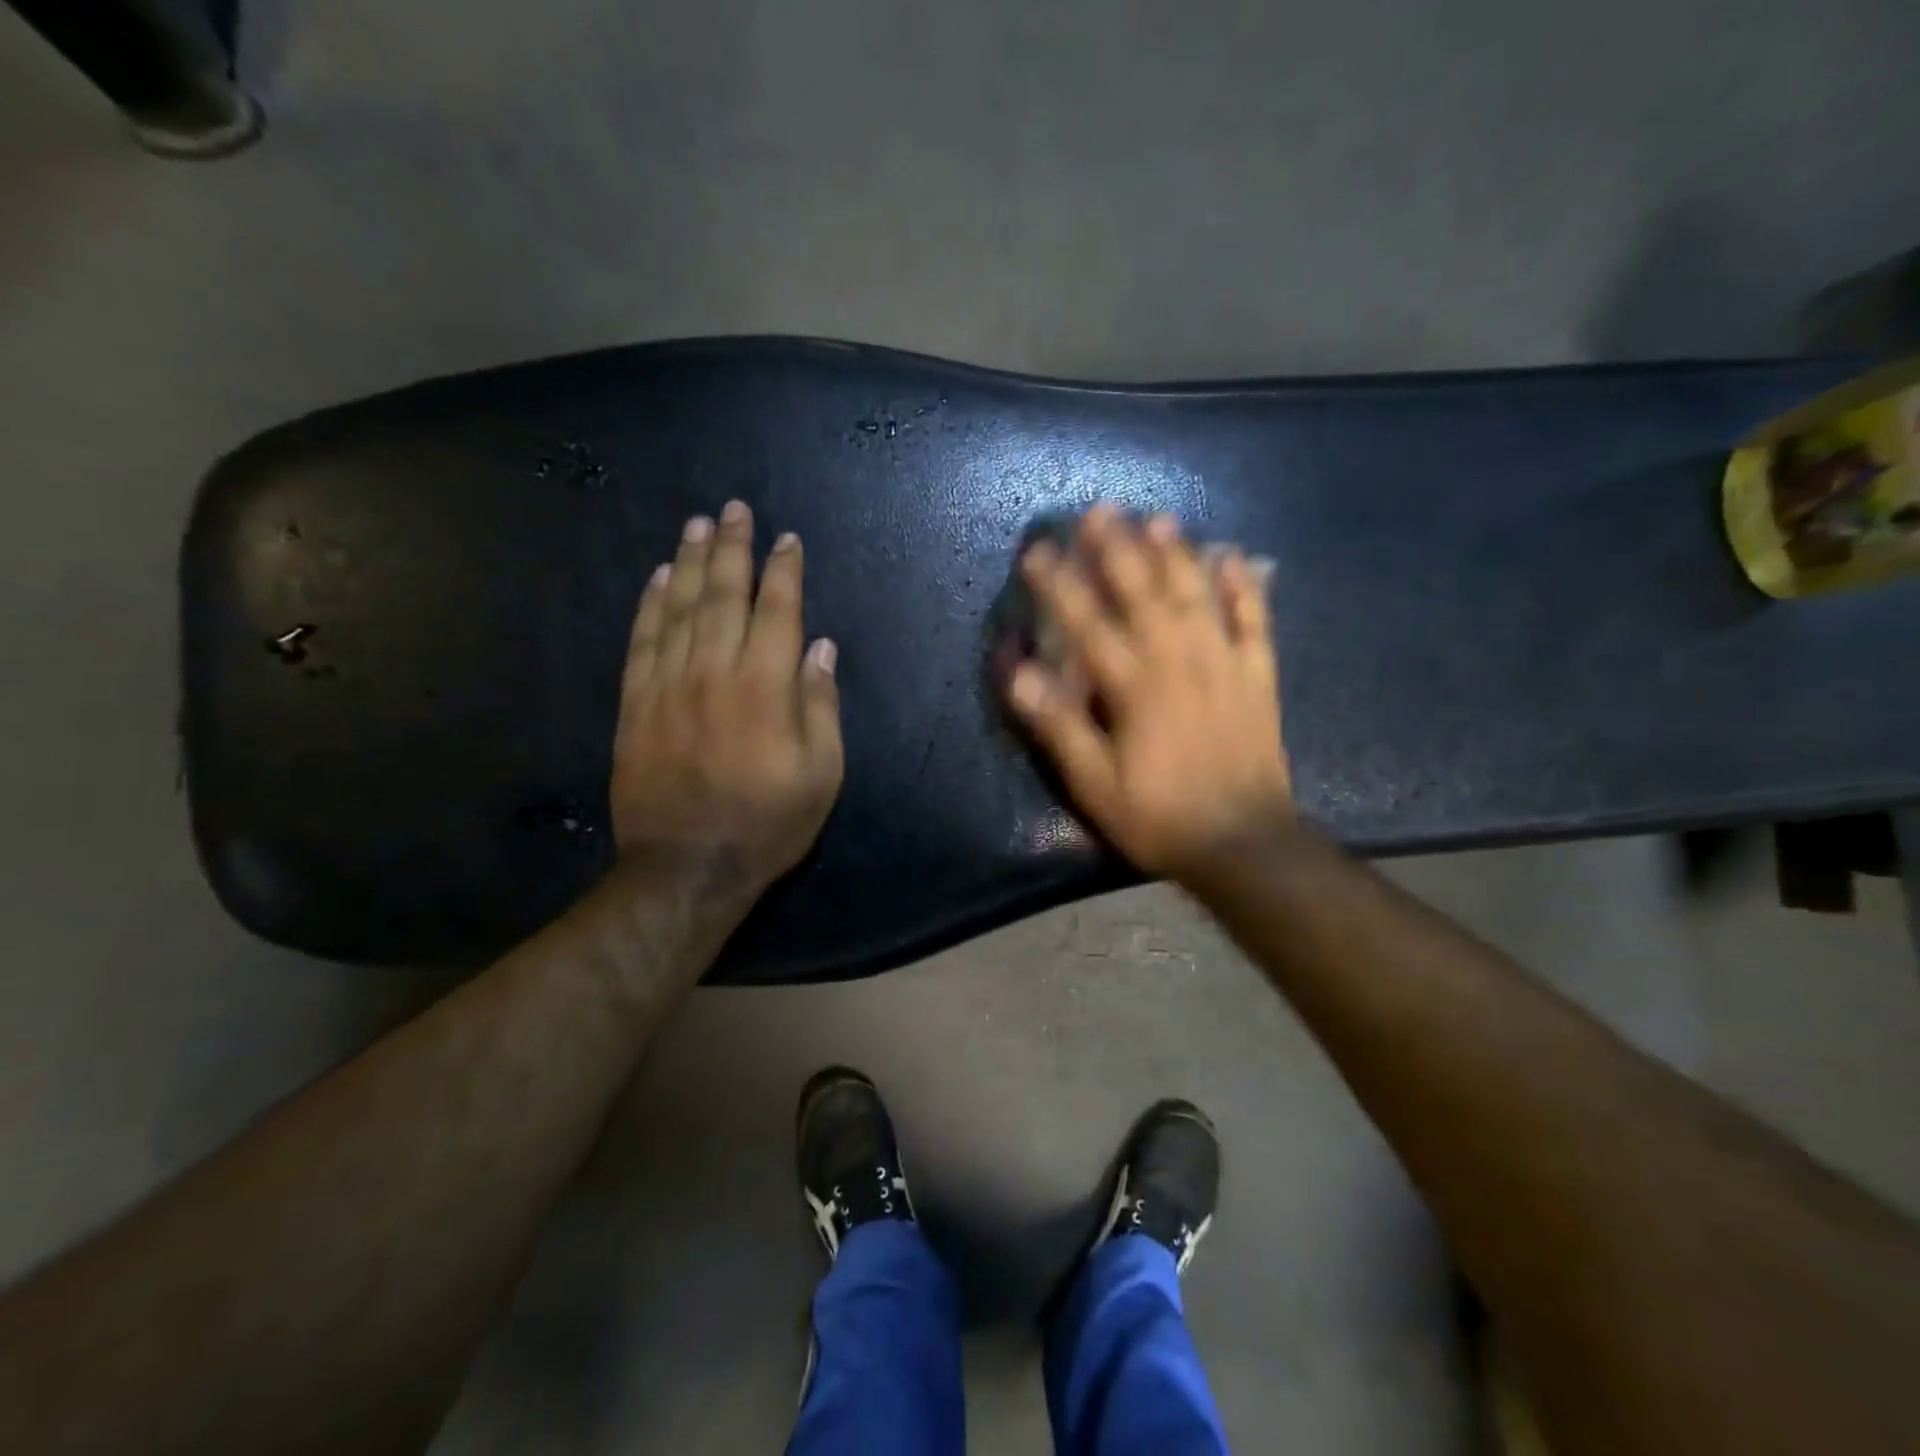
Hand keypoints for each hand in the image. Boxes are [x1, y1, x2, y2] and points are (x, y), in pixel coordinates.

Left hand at [610, 501, 842, 900]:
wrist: (686, 866)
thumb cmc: (767, 823)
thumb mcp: (822, 774)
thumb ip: (821, 706)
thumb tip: (820, 648)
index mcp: (765, 687)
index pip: (777, 612)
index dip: (784, 572)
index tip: (787, 541)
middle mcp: (714, 672)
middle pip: (722, 595)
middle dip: (732, 549)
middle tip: (734, 509)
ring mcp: (667, 685)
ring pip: (678, 608)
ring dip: (688, 562)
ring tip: (696, 525)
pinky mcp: (635, 704)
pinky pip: (642, 640)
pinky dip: (649, 604)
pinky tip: (656, 578)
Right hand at [1005, 503, 1293, 883]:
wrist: (1243, 844)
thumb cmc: (1158, 816)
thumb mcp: (1095, 784)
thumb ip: (1058, 725)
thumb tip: (1018, 672)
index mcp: (1135, 688)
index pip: (1089, 625)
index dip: (1061, 586)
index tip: (1039, 550)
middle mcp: (1179, 663)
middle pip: (1145, 595)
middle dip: (1119, 550)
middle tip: (1100, 509)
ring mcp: (1224, 666)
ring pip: (1198, 598)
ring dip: (1177, 555)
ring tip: (1158, 519)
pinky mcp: (1257, 679)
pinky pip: (1254, 624)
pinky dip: (1247, 589)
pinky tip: (1237, 557)